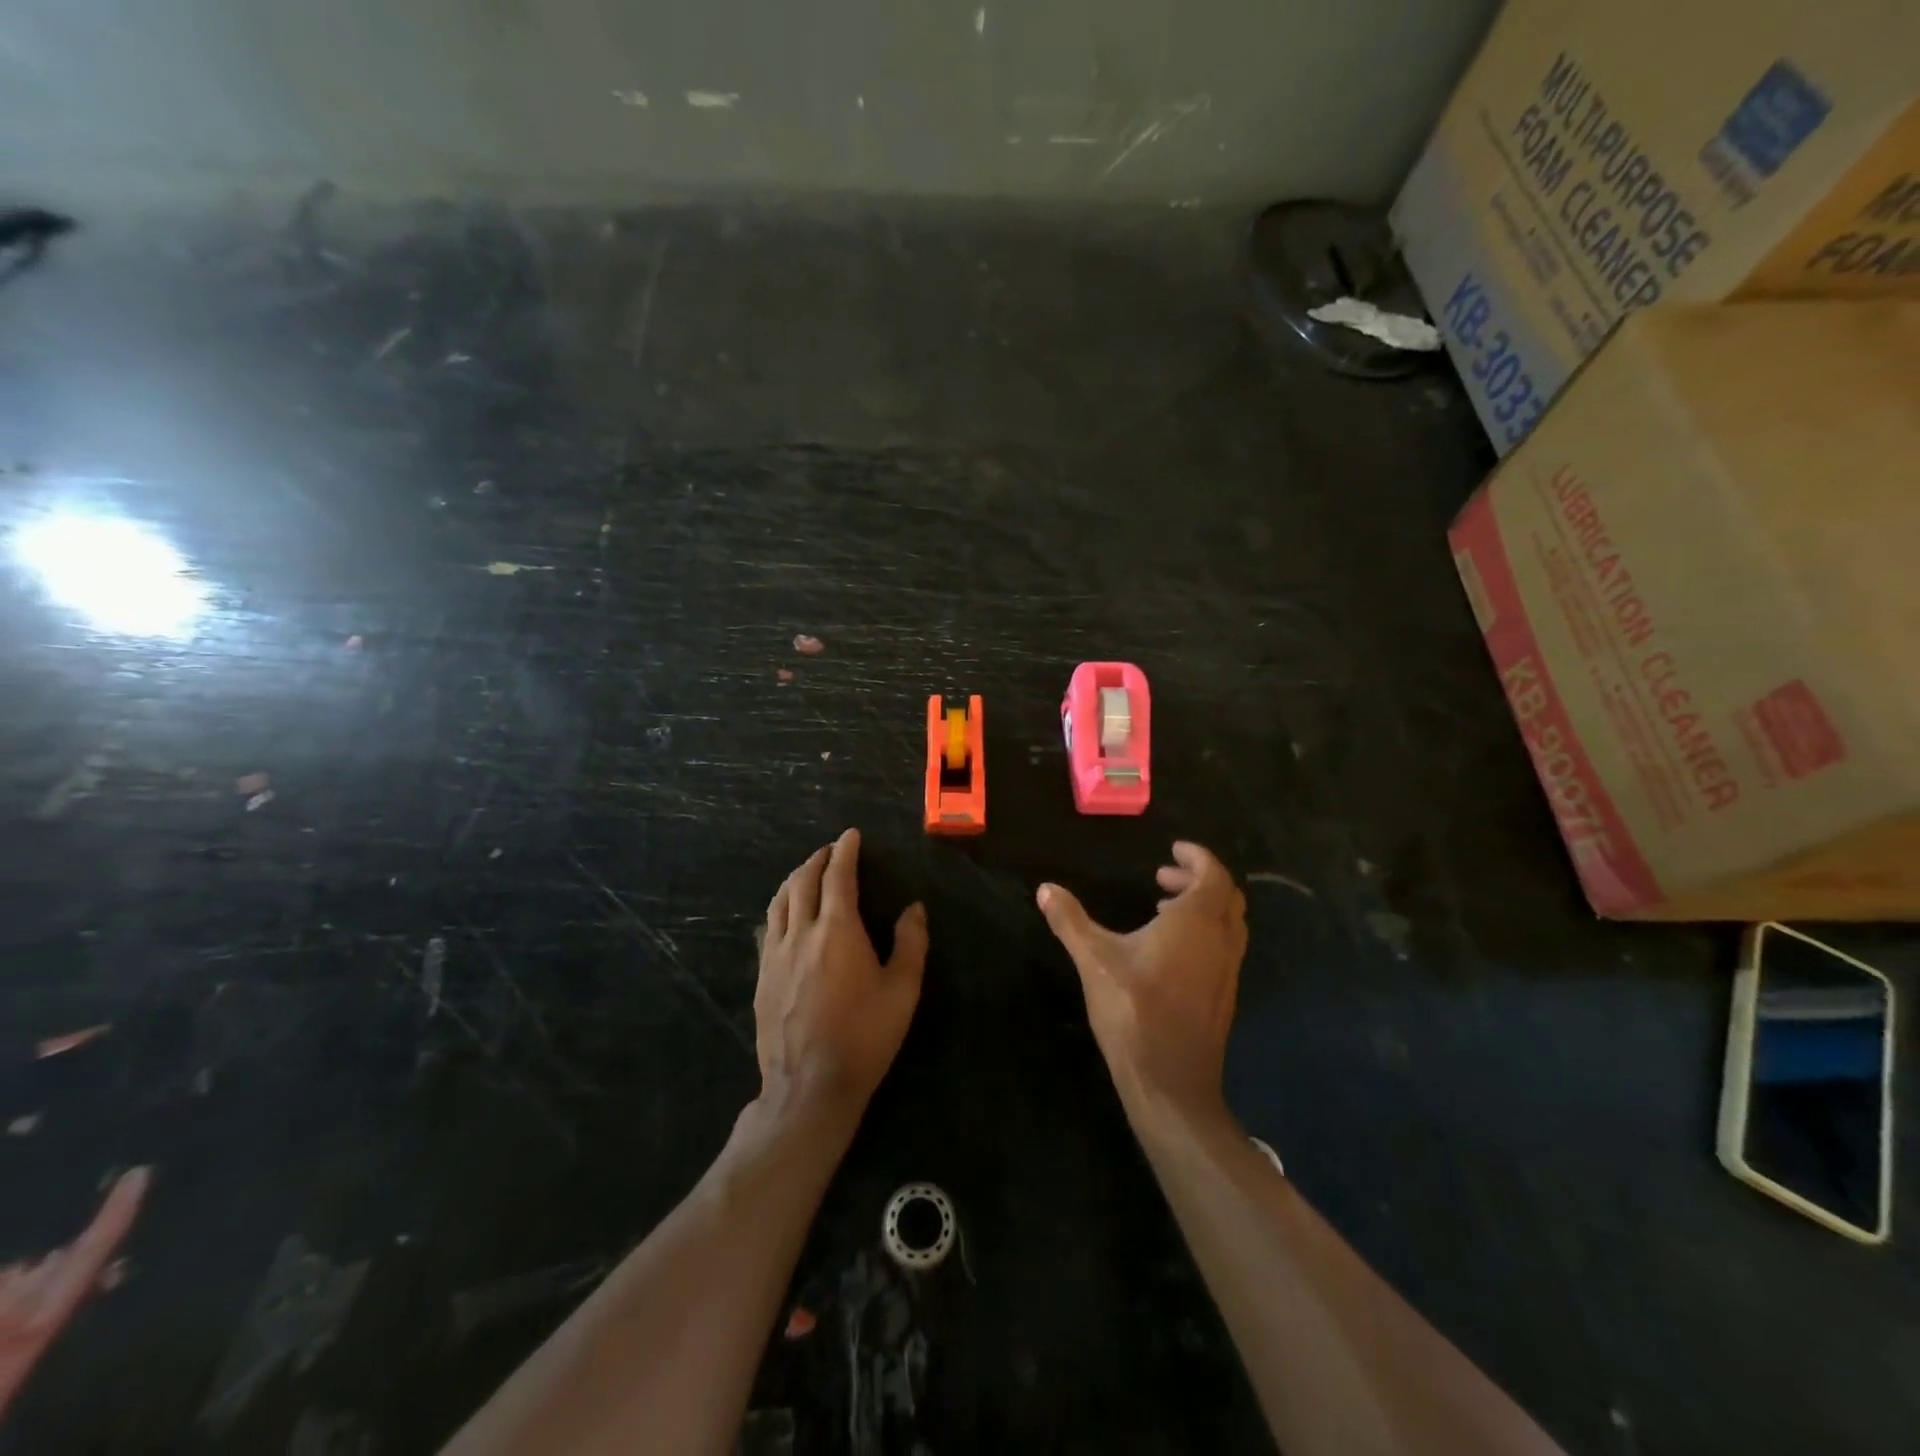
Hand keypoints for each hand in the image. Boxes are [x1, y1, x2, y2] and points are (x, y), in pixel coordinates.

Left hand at [755, 829, 927, 1124]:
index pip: (838, 876)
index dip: (844, 851)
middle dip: (817, 859)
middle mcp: (801, 933)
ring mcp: (775, 955)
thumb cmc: (864, 1037)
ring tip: (806, 873)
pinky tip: (784, 915)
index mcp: (837, 930)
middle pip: (803, 882)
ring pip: (779, 901)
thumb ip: (911, 943)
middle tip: (830, 851)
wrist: (809, 1087)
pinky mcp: (762, 977)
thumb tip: (914, 908)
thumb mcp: (902, 991)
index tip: (850, 835)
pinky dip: (779, 908)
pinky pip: (768, 928)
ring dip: (794, 879)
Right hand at [1038, 842, 1246, 1119]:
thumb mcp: (1094, 959)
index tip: (1173, 850)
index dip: (1197, 857)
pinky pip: (1224, 948)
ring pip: (1229, 923)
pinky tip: (1169, 951)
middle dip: (1198, 879)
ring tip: (1163, 908)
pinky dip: (1205, 933)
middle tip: (1163, 876)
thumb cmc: (1134, 1010)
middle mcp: (1221, 940)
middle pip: (1226, 895)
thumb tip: (1045, 888)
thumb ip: (1070, 920)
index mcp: (1197, 921)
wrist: (1171, 1082)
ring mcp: (1228, 971)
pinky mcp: (1224, 996)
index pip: (1213, 874)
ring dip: (1203, 907)